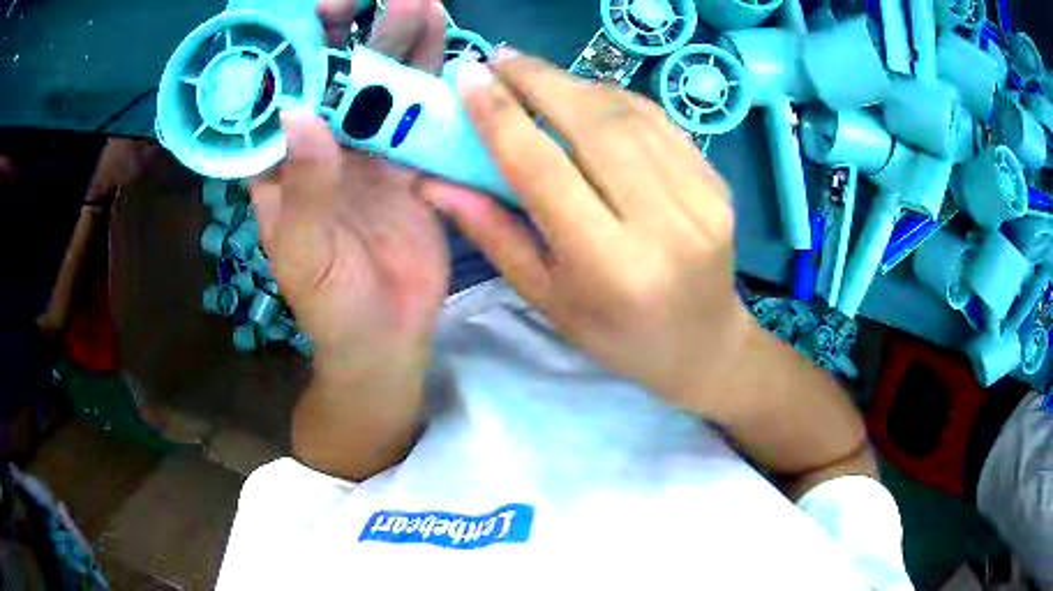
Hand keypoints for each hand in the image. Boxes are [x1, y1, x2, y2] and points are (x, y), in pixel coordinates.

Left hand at [252, 0, 448, 386]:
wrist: (388, 336)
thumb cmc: (331, 306)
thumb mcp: (303, 254)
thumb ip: (300, 189)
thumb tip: (299, 112)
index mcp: (280, 167)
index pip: (275, 97)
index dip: (288, 52)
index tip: (310, 12)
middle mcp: (320, 148)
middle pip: (333, 78)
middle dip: (350, 32)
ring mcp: (367, 150)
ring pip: (380, 86)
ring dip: (397, 43)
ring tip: (420, 3)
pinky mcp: (408, 161)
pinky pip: (417, 113)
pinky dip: (431, 79)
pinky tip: (446, 45)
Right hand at [421, 54, 754, 418]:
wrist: (702, 343)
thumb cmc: (616, 335)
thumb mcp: (546, 297)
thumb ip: (492, 232)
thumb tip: (434, 181)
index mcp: (611, 266)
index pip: (545, 170)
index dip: (501, 117)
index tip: (469, 76)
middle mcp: (663, 224)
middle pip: (593, 125)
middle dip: (539, 80)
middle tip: (500, 59)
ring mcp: (701, 197)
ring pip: (628, 114)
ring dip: (574, 84)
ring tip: (535, 75)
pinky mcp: (718, 181)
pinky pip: (659, 121)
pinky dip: (615, 99)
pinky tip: (587, 97)